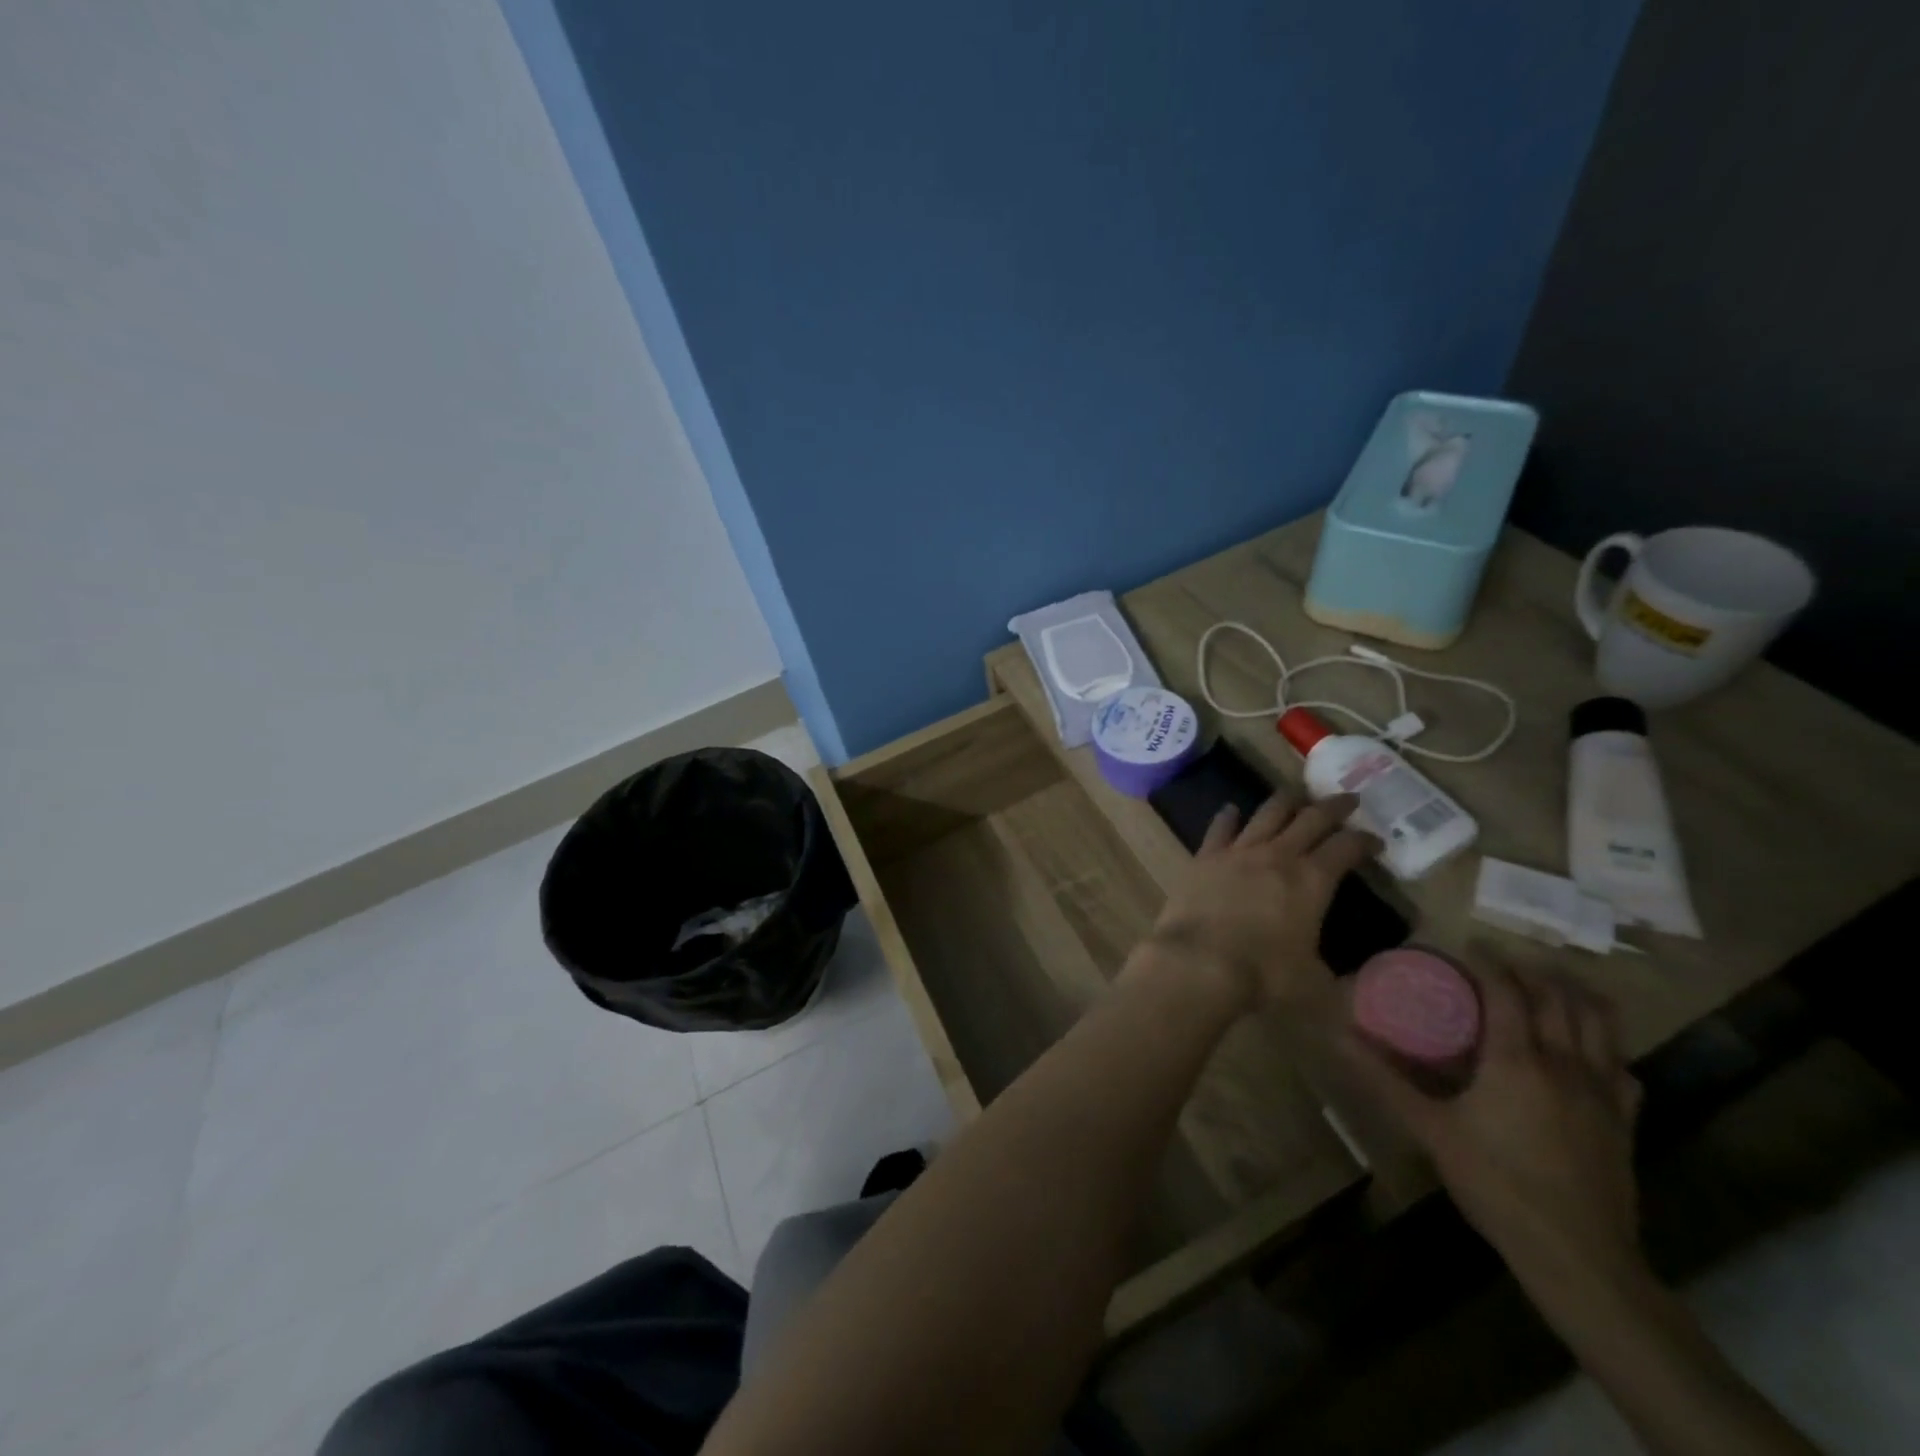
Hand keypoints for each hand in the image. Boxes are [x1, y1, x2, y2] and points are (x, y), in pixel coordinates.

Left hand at [1143, 794, 1376, 1010]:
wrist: (1199, 962)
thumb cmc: (1263, 975)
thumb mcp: (1315, 984)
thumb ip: (1336, 977)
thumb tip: (1353, 982)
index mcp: (1312, 881)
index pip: (1346, 848)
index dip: (1365, 841)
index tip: (1375, 841)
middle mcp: (1278, 856)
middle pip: (1311, 819)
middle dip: (1334, 807)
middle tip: (1347, 799)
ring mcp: (1238, 852)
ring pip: (1267, 814)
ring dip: (1285, 802)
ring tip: (1296, 794)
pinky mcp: (1205, 857)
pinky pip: (1220, 828)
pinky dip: (1228, 817)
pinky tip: (1231, 810)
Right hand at [1347, 963, 1646, 1292]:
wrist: (1578, 1257)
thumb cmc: (1495, 1183)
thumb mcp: (1430, 1128)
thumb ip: (1385, 1079)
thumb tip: (1340, 1036)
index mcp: (1517, 1060)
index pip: (1507, 991)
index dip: (1490, 962)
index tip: (1471, 943)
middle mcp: (1565, 1064)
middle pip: (1559, 999)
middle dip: (1534, 971)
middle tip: (1508, 961)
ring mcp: (1603, 1093)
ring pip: (1601, 1025)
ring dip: (1577, 996)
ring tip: (1554, 984)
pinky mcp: (1625, 1122)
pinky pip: (1622, 1067)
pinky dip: (1607, 1044)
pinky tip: (1592, 1050)